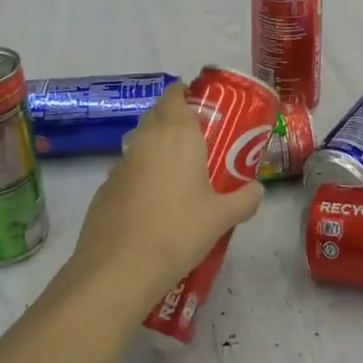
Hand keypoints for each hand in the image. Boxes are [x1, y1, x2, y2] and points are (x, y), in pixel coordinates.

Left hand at [70, 85, 263, 309]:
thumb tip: (258, 190)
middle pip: (156, 114)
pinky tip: (152, 202)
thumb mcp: (222, 218)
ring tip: (177, 172)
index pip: (175, 95)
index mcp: (177, 135)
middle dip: (173, 118)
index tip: (201, 106)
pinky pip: (127, 170)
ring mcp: (121, 163)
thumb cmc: (178, 231)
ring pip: (140, 142)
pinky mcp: (104, 188)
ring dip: (155, 147)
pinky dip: (140, 175)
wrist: (120, 268)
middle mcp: (146, 140)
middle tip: (196, 139)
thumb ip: (244, 199)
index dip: (185, 94)